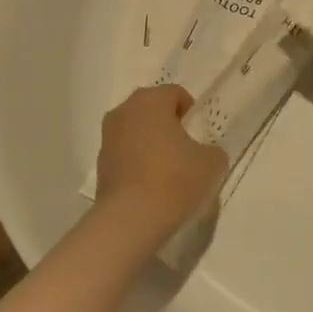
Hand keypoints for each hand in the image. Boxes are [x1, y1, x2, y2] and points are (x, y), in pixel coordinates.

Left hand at [95, 85, 226, 234]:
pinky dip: (137, 161)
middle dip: (168, 124)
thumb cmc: (175, 179)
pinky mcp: (100, 163)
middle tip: (185, 149)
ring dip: (151, 142)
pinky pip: (125, 153)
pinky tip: (151, 184)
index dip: (191, 112)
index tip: (199, 135)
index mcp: (150, 101)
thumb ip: (212, 150)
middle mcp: (124, 111)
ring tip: (168, 169)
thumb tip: (205, 154)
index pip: (175, 93)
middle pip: (152, 109)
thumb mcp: (211, 162)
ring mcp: (107, 137)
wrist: (132, 218)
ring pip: (136, 131)